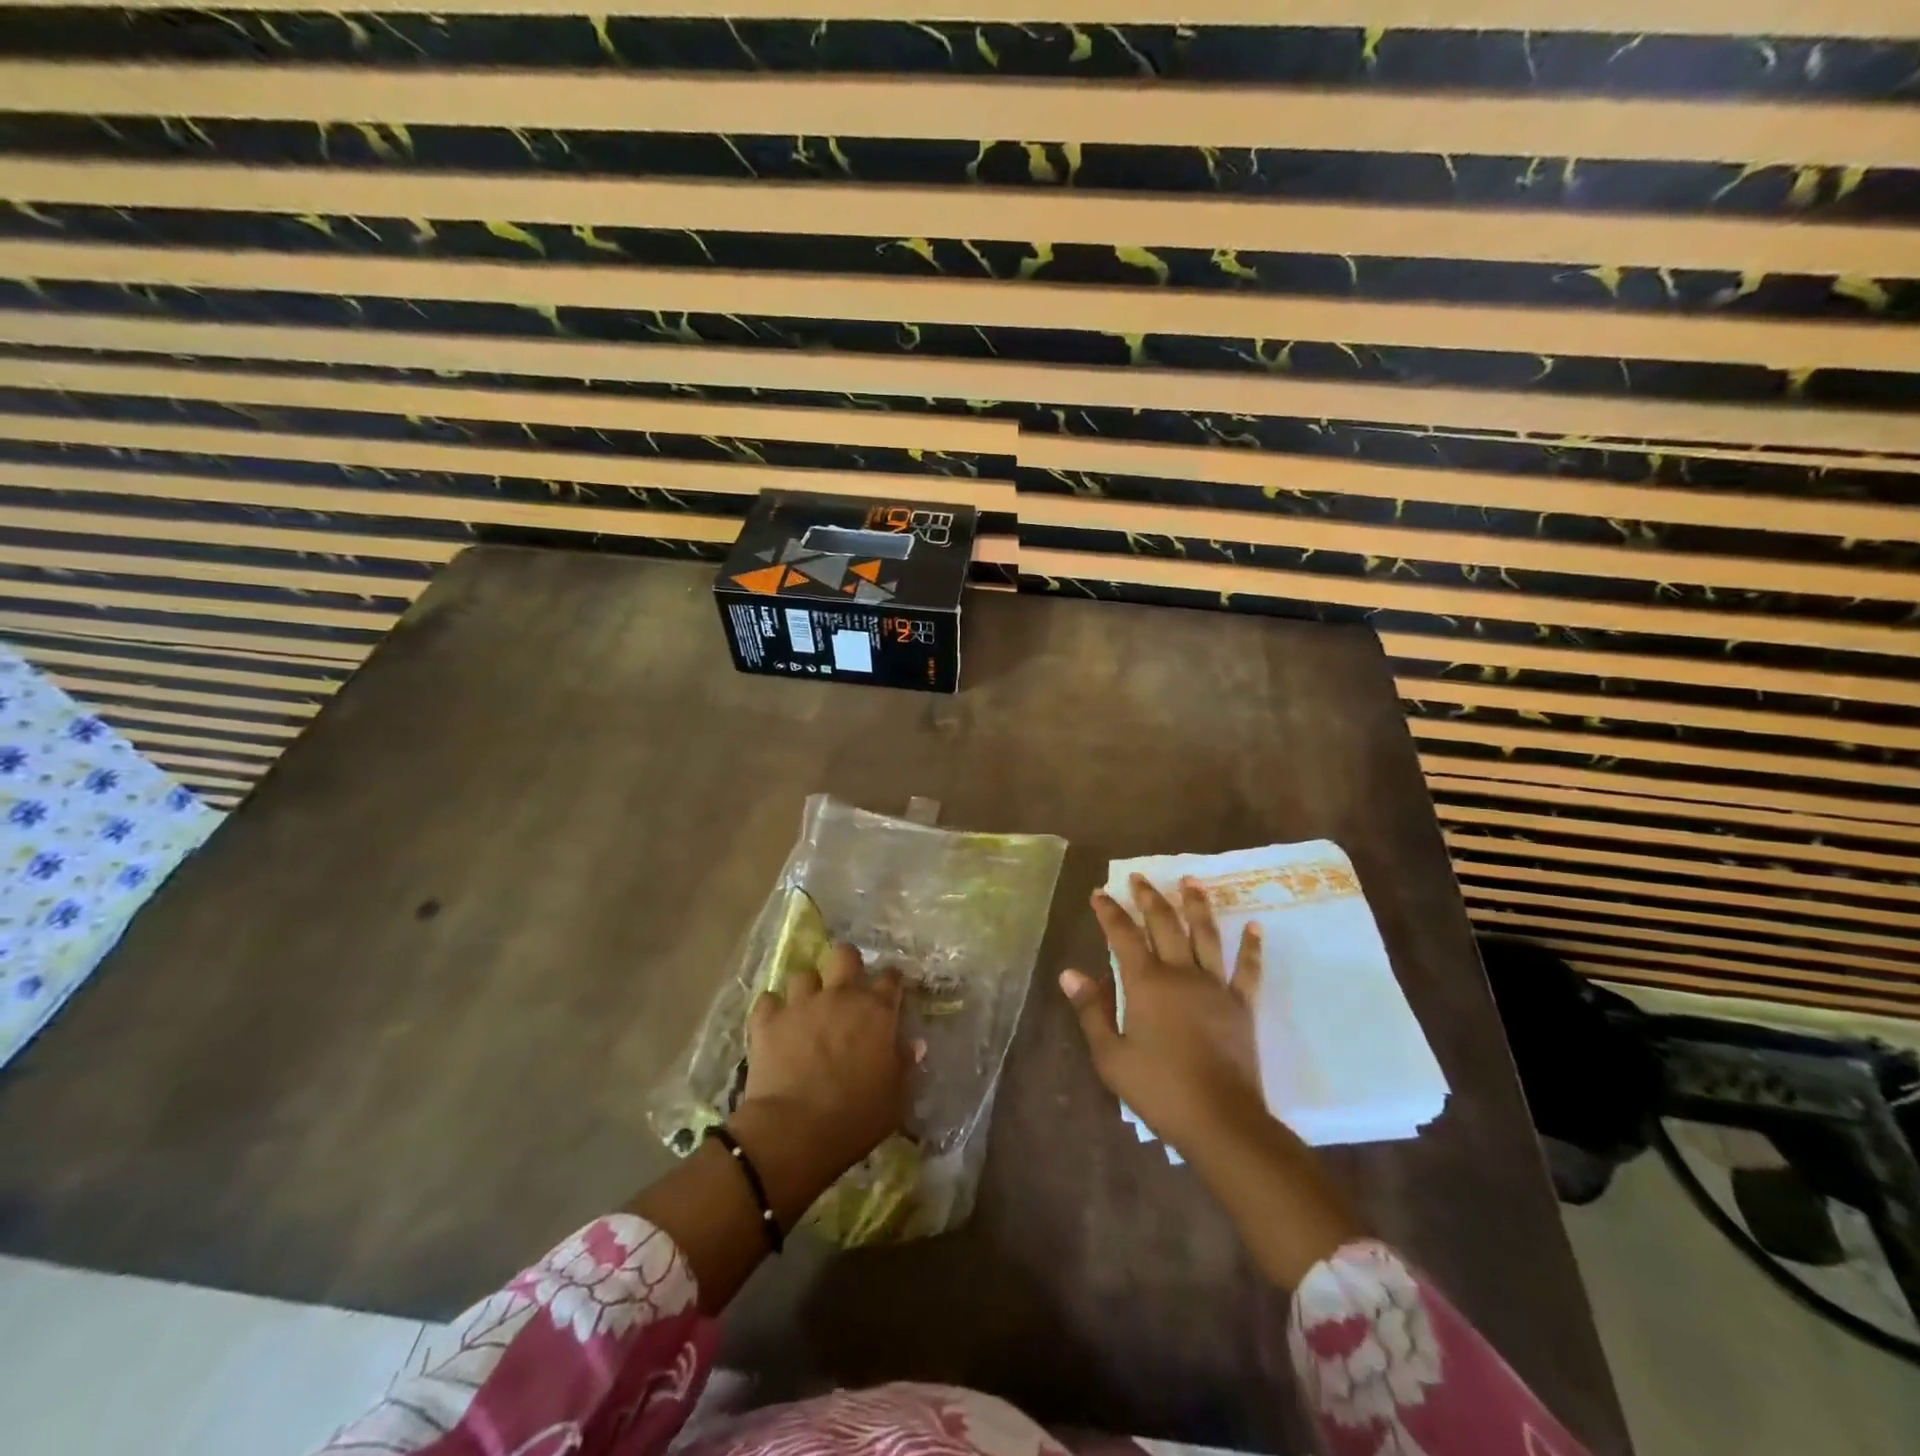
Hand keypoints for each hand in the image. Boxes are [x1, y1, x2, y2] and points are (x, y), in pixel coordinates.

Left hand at [738, 942, 906, 1184]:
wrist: (795, 1130)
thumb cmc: (855, 1117)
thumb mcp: (895, 1098)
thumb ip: (905, 1065)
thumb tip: (914, 1044)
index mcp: (876, 1011)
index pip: (891, 978)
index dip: (891, 982)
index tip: (890, 993)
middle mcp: (840, 995)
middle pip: (844, 955)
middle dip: (846, 964)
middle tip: (845, 987)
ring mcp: (801, 1004)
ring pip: (803, 974)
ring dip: (806, 989)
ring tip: (806, 1008)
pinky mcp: (767, 1020)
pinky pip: (768, 1000)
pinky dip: (772, 1009)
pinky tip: (775, 1024)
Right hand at [1060, 875, 1267, 1158]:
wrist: (1220, 1120)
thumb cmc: (1159, 1089)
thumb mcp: (1111, 1056)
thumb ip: (1091, 1010)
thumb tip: (1069, 973)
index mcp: (1146, 983)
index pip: (1123, 935)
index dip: (1109, 912)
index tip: (1099, 893)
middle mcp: (1181, 973)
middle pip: (1164, 924)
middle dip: (1149, 898)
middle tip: (1139, 877)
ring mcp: (1215, 987)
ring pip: (1206, 935)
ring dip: (1197, 905)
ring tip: (1191, 880)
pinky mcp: (1242, 1006)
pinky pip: (1248, 969)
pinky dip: (1252, 946)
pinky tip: (1255, 926)